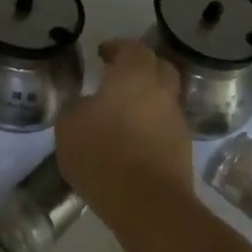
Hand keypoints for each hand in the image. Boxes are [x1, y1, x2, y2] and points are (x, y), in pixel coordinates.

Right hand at [55, 38, 192, 202]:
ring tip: (124, 111)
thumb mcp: (69, 127)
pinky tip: (134, 139)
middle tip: (119, 75)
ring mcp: (176, 120)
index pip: (132, 48)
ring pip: (164, 97)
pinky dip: (152, 125)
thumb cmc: (102, 155)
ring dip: (148, 98)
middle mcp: (160, 91)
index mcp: (133, 76)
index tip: (103, 53)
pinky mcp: (183, 148)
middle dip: (141, 66)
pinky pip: (166, 125)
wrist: (148, 203)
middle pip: (158, 67)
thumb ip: (78, 109)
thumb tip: (89, 105)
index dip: (117, 48)